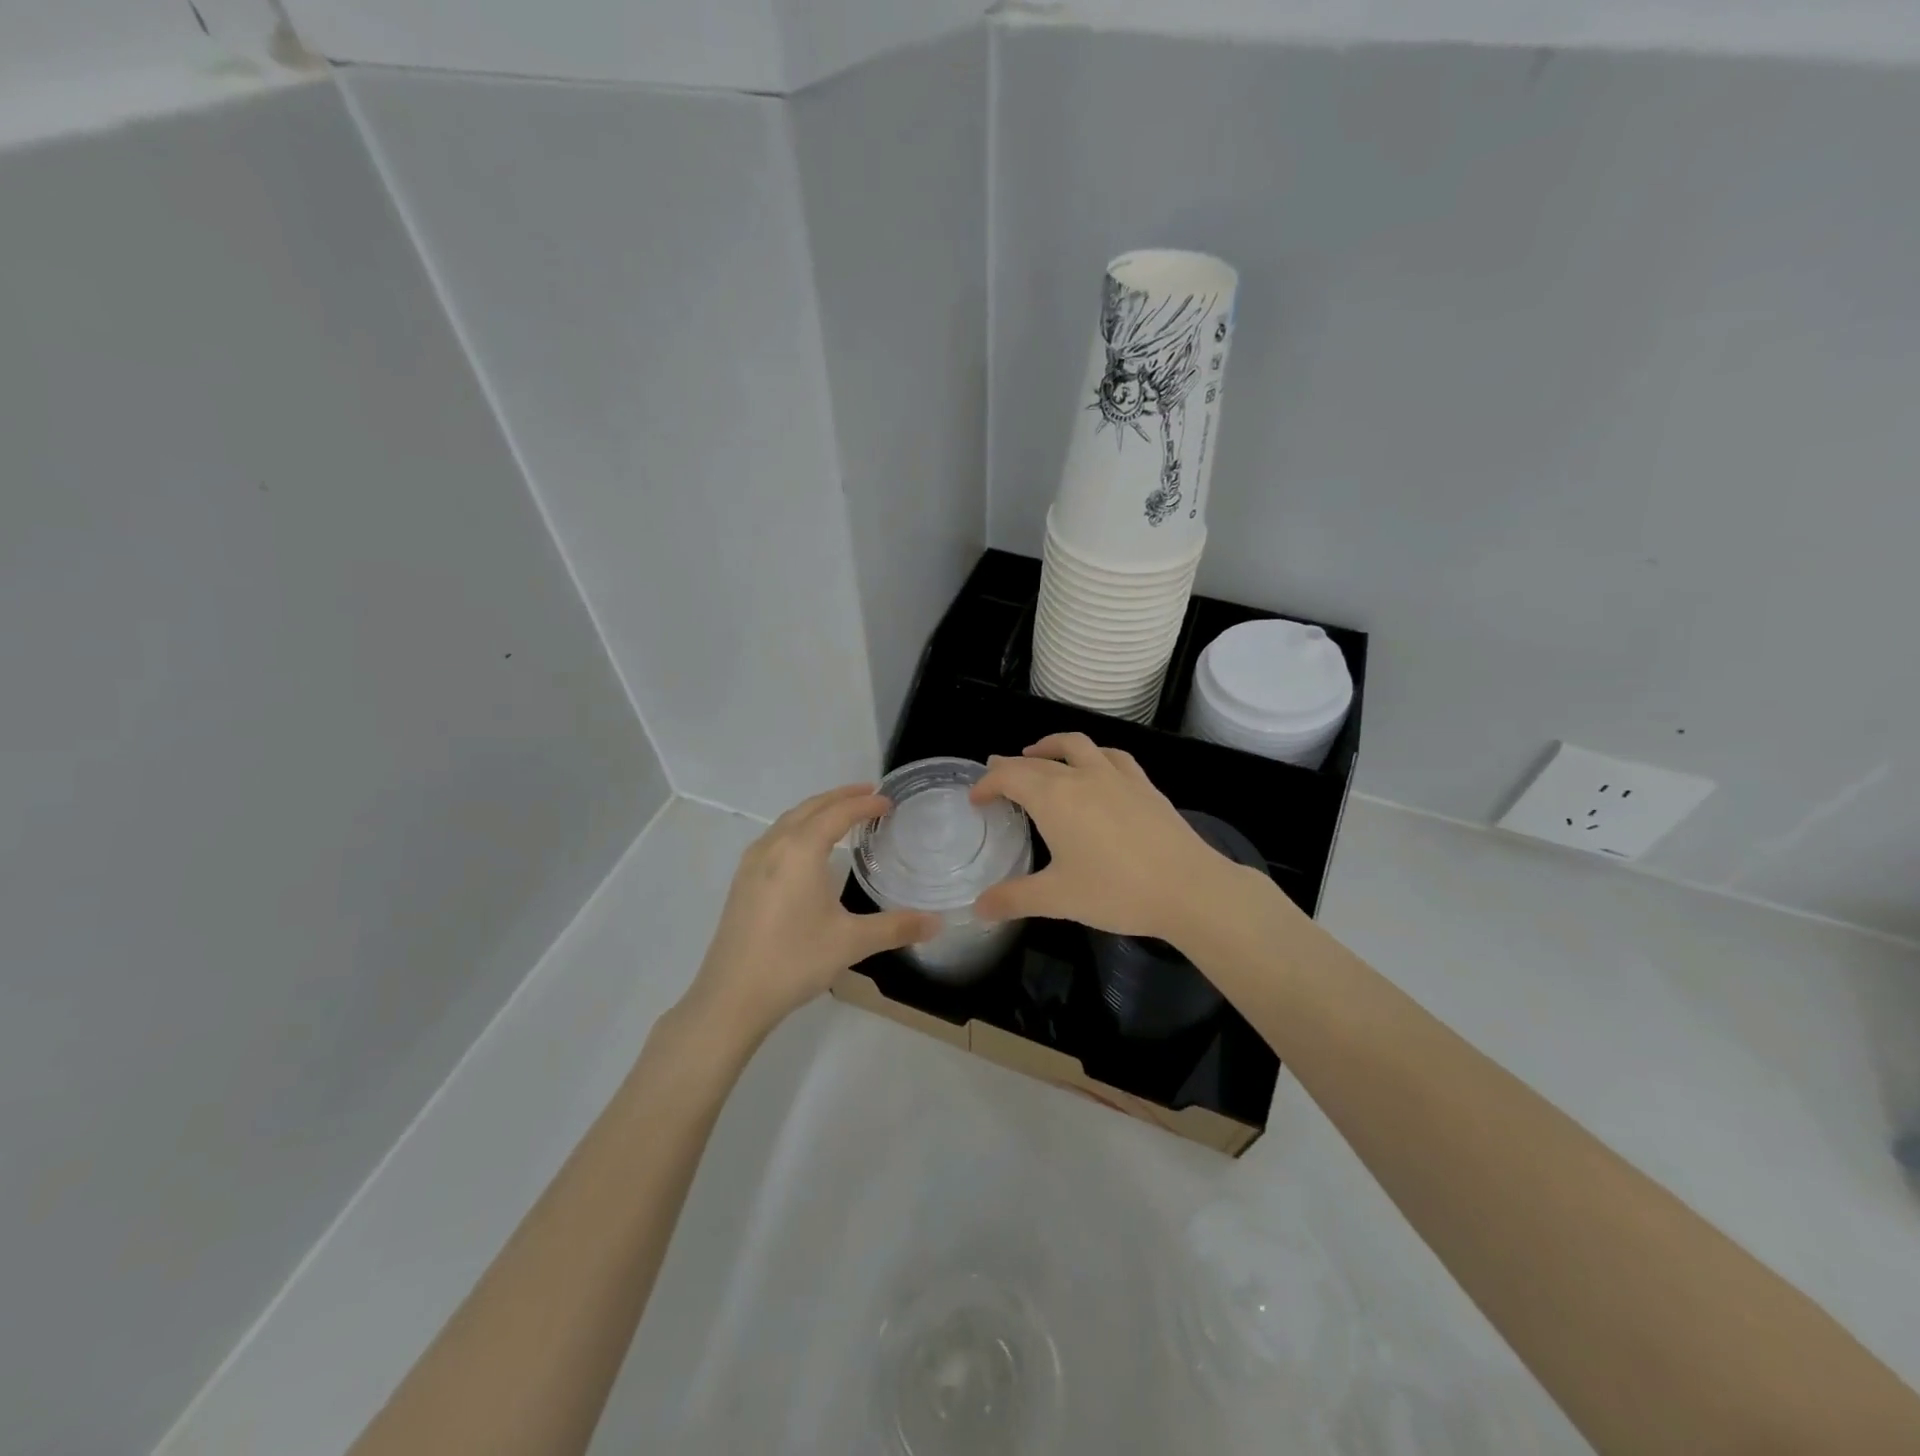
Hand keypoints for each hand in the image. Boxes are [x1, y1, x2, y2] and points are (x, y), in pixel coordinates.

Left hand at [683, 785, 936, 1040]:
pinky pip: (775, 837)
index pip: (838, 813)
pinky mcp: (742, 881)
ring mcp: (752, 863)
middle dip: (840, 797)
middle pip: (810, 808)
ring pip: (788, 820)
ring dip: (816, 810)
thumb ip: (896, 927)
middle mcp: (774, 846)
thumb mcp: (851, 942)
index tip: (888, 802)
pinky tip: (806, 848)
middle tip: (869, 794)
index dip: (864, 804)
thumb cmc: (795, 960)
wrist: (732, 996)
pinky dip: (798, 827)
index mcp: (800, 850)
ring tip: (841, 813)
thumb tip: (937, 923)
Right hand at [969, 733, 1248, 942]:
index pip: (1009, 776)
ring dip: (1050, 746)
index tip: (975, 798)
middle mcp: (1081, 775)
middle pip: (1037, 760)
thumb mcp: (1057, 899)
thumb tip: (978, 908)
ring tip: (1037, 754)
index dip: (987, 783)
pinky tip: (1094, 766)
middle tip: (996, 776)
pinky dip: (1092, 754)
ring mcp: (1116, 775)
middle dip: (1011, 765)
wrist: (1188, 887)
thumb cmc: (1115, 891)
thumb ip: (1013, 899)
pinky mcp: (1143, 784)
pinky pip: (1111, 755)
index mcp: (1053, 797)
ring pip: (1076, 745)